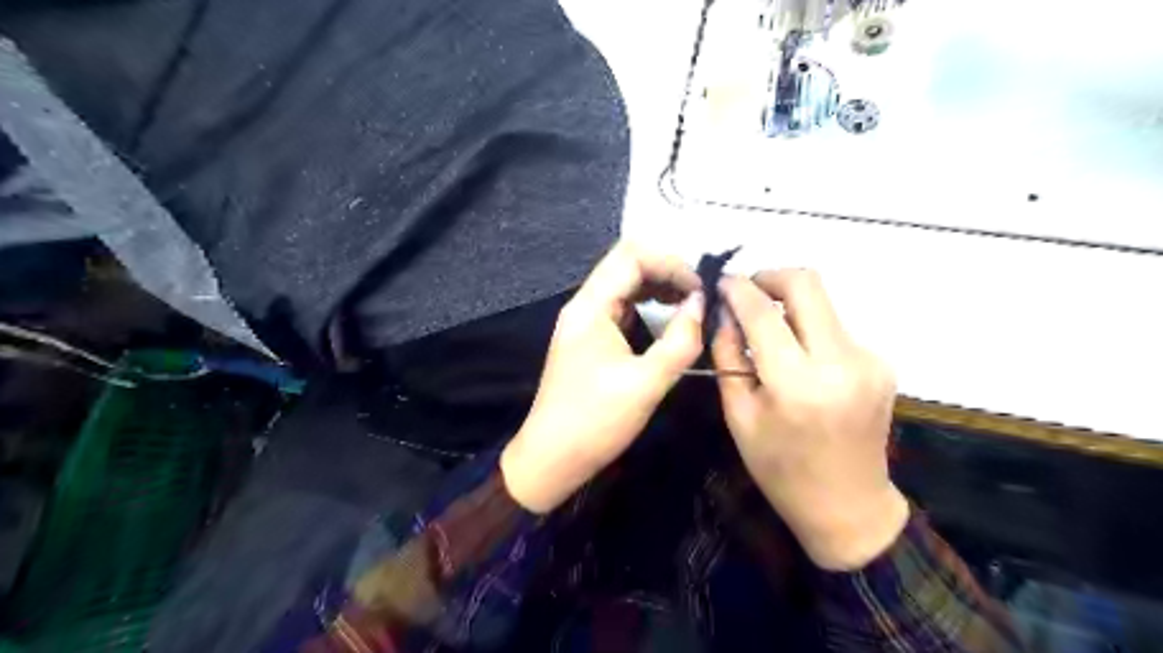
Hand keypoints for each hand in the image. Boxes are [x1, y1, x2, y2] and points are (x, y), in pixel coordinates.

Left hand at [498, 243, 697, 511]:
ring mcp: (583, 322)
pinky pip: (619, 307)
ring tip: (689, 303)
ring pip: (623, 285)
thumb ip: (680, 340)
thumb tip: (702, 304)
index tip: (701, 288)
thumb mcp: (647, 383)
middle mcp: (583, 306)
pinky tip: (666, 318)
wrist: (551, 457)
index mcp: (590, 307)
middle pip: (626, 265)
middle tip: (700, 295)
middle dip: (666, 271)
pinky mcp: (588, 339)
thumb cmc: (596, 421)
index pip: (631, 256)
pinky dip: (646, 305)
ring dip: (657, 287)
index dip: (671, 263)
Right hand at [709, 269, 907, 568]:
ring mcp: (868, 360)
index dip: (738, 289)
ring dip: (789, 306)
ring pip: (822, 303)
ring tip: (767, 333)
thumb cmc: (780, 469)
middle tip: (746, 292)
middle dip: (770, 277)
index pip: (763, 313)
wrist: (848, 506)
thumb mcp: (738, 415)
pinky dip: (809, 330)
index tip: (722, 282)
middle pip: (807, 284)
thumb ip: (729, 356)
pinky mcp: (880, 363)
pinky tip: (798, 358)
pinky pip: (835, 328)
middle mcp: (841, 362)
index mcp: (798, 385)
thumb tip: (725, 313)